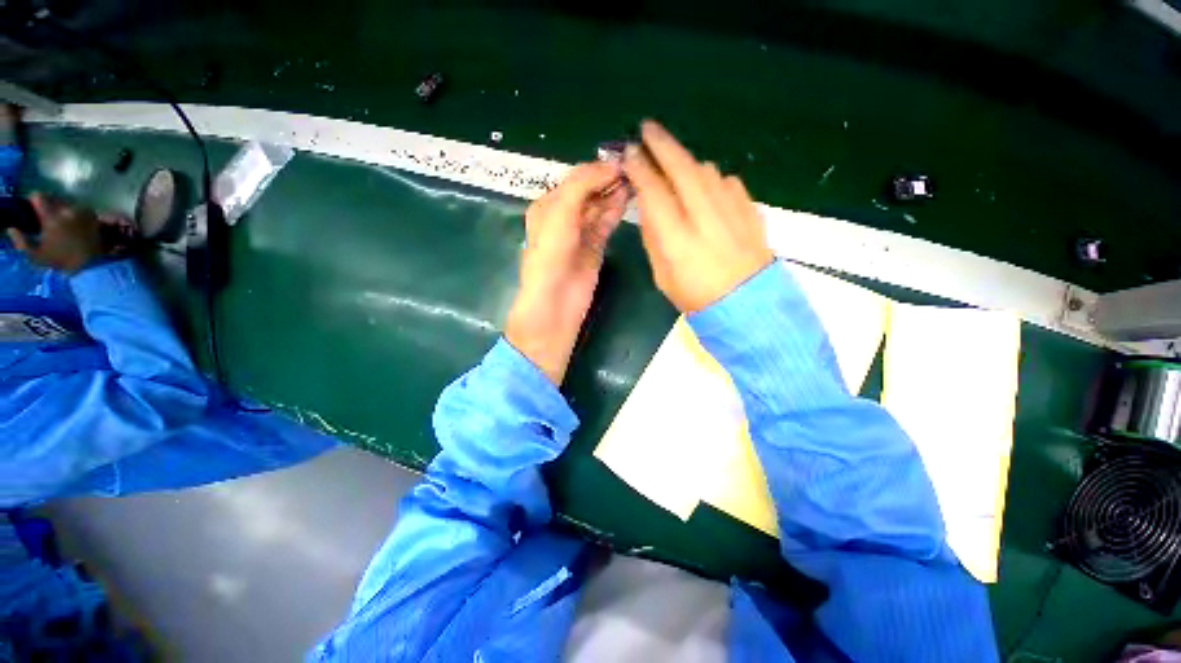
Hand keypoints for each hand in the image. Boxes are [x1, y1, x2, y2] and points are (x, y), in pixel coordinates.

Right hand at [7, 193, 106, 273]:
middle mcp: (66, 210)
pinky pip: (80, 207)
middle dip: (49, 203)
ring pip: (67, 201)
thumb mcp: (36, 255)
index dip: (34, 199)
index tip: (33, 207)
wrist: (91, 265)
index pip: (38, 196)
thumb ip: (21, 242)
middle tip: (47, 214)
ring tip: (61, 218)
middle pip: (53, 197)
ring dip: (62, 207)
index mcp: (51, 217)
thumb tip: (11, 229)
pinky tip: (73, 221)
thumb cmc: (61, 261)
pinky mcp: (93, 215)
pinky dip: (75, 211)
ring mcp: (82, 211)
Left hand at [506, 162, 627, 384]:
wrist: (555, 305)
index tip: (622, 158)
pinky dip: (616, 210)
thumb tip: (610, 167)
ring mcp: (581, 233)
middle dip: (608, 178)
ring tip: (636, 178)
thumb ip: (581, 187)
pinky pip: (606, 223)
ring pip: (600, 205)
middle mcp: (563, 217)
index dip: (596, 168)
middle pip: (589, 190)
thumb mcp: (559, 216)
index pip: (575, 179)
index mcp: (547, 206)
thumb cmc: (550, 258)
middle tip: (634, 167)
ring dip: (614, 192)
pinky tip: (629, 197)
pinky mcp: (595, 247)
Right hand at [623, 120, 774, 312]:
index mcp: (677, 240)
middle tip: (647, 129)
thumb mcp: (662, 275)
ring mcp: (732, 210)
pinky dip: (711, 178)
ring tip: (674, 163)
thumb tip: (649, 205)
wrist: (747, 305)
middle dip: (662, 144)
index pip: (654, 192)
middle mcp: (704, 218)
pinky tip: (706, 188)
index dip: (639, 169)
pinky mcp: (750, 209)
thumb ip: (654, 237)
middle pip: (682, 168)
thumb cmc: (695, 296)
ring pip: (706, 170)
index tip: (629, 153)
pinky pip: (727, 182)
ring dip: (686, 162)